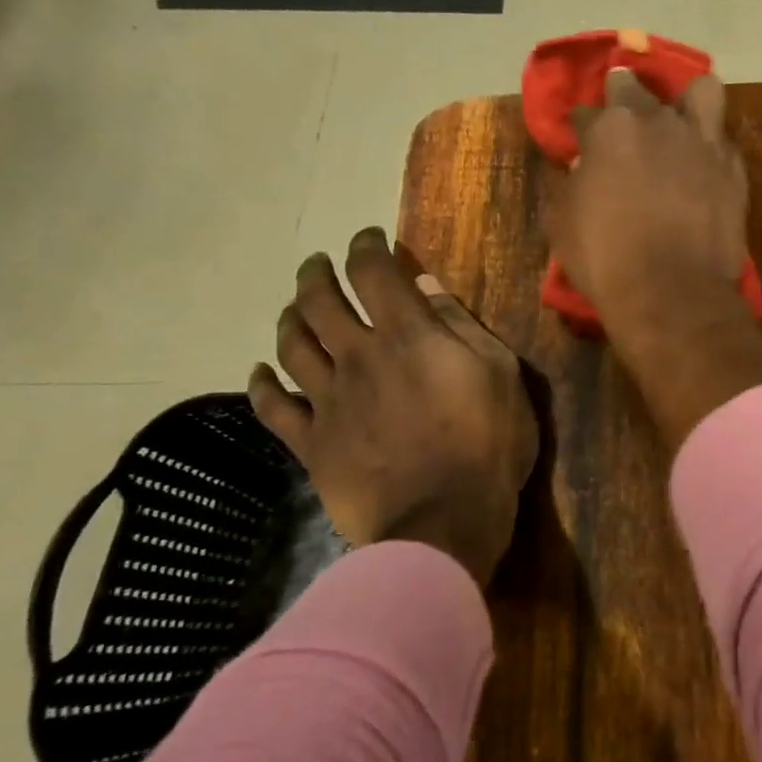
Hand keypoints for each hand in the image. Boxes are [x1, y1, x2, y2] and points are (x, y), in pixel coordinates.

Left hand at [247, 228, 537, 589]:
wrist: (443, 523)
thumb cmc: (487, 446)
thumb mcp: (501, 376)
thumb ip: (463, 328)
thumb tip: (428, 288)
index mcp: (408, 336)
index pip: (374, 272)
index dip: (367, 246)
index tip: (369, 238)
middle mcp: (358, 356)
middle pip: (320, 300)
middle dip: (318, 273)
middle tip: (320, 265)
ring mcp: (328, 400)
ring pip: (292, 344)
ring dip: (290, 317)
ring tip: (295, 308)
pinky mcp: (311, 443)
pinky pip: (273, 406)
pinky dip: (262, 383)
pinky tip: (260, 372)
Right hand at [545, 67, 761, 450]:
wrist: (673, 293)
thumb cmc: (606, 259)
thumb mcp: (563, 222)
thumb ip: (572, 182)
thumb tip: (583, 167)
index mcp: (609, 128)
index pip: (587, 110)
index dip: (581, 126)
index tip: (580, 141)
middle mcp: (658, 121)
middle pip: (636, 89)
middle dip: (623, 96)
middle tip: (624, 122)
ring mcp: (702, 141)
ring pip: (700, 92)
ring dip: (686, 99)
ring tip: (680, 120)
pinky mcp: (733, 168)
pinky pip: (722, 139)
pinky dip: (709, 146)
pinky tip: (702, 164)